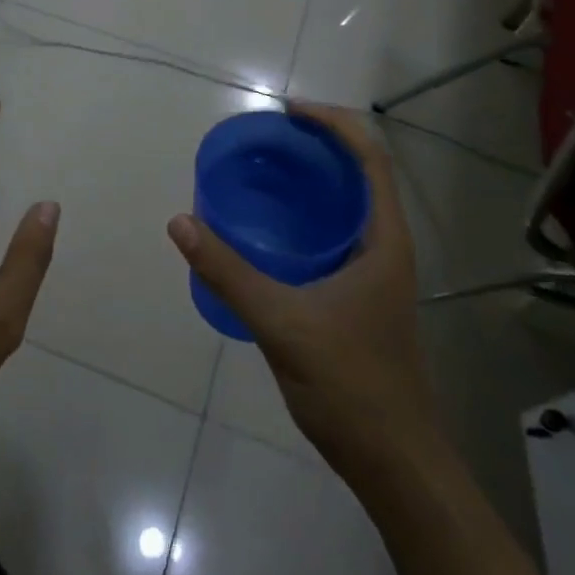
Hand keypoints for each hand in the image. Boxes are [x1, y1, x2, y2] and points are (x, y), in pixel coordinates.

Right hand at [167, 102, 437, 474]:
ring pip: (344, 208)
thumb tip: (180, 222)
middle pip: (357, 176)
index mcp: (383, 240)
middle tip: (263, 141)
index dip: (334, 124)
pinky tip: (265, 231)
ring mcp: (374, 273)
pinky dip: (302, 218)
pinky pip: (330, 237)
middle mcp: (385, 247)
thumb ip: (228, 272)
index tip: (288, 112)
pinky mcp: (358, 296)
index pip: (370, 159)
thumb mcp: (282, 323)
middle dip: (315, 147)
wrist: (394, 462)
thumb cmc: (351, 385)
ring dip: (308, 182)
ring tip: (259, 173)